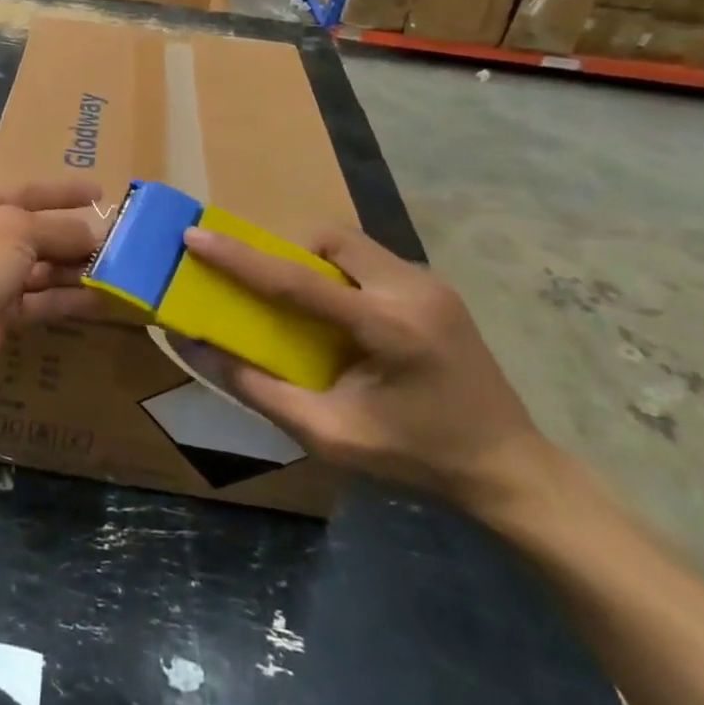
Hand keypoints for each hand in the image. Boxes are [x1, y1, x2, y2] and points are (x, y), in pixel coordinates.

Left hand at [0, 180, 103, 393]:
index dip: (64, 192)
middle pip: (37, 231)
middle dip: (75, 236)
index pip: (27, 191)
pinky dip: (67, 298)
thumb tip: (93, 234)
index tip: (101, 193)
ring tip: (118, 271)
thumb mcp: (14, 230)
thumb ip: (58, 229)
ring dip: (75, 268)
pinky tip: (101, 299)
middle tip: (120, 242)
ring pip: (41, 267)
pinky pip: (40, 299)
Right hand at [175, 223, 550, 514]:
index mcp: (388, 328)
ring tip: (309, 310)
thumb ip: (257, 388)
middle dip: (289, 254)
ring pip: (353, 245)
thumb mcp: (328, 435)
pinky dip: (344, 276)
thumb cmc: (415, 459)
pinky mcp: (438, 288)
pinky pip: (373, 261)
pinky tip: (347, 320)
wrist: (509, 468)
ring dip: (318, 263)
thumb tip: (193, 347)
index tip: (194, 236)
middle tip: (271, 292)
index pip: (297, 280)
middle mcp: (413, 289)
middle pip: (330, 241)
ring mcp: (432, 283)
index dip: (239, 257)